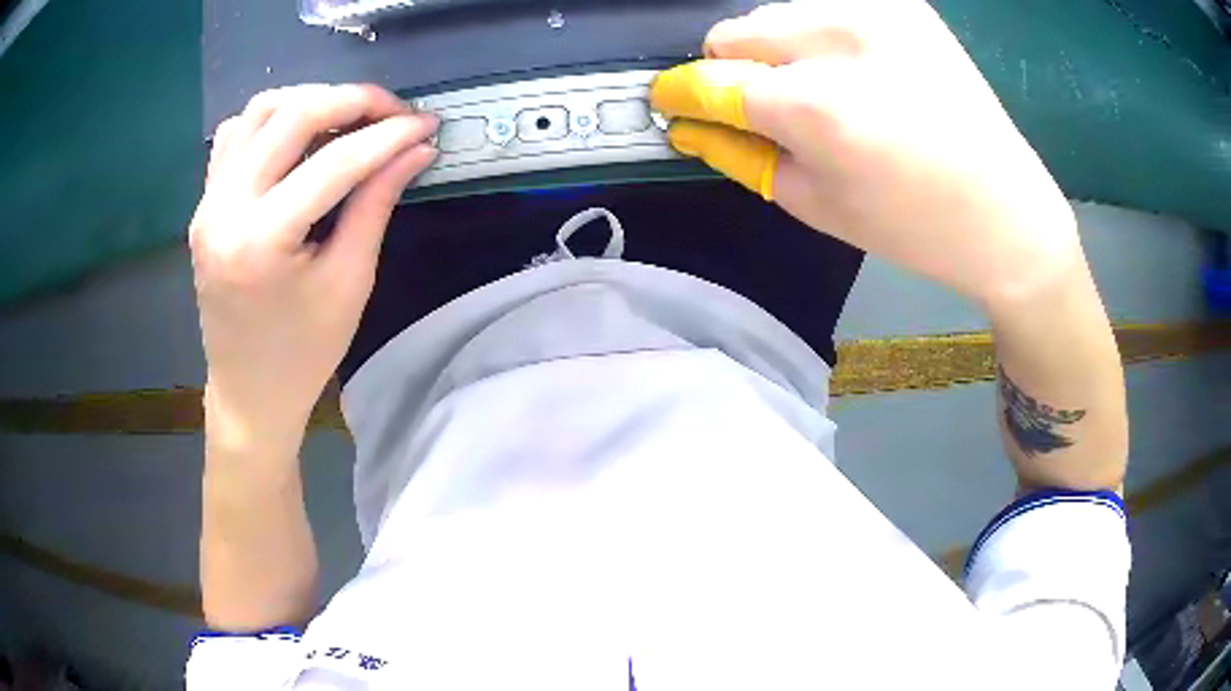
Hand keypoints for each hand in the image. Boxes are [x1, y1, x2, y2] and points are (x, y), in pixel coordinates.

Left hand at [191, 84, 437, 452]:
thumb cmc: (302, 353)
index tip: (426, 125)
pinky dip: (272, 119)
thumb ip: (377, 203)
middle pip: (291, 114)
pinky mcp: (205, 203)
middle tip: (392, 111)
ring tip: (349, 118)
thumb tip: (416, 148)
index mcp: (261, 241)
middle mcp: (224, 209)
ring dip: (310, 100)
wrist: (248, 392)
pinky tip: (299, 135)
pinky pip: (235, 135)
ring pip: (259, 111)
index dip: (388, 136)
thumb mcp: (349, 282)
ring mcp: (208, 202)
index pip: (335, 161)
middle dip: (351, 100)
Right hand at [651, 2, 1084, 306]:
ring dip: (779, 52)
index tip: (674, 105)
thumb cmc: (914, 228)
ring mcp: (876, 11)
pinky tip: (861, 75)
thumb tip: (689, 123)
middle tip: (774, 111)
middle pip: (735, 32)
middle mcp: (839, 39)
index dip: (682, 95)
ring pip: (776, 14)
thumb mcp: (816, 205)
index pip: (709, 79)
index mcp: (816, 105)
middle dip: (737, 72)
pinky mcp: (903, 4)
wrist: (1008, 213)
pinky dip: (822, 40)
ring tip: (828, 94)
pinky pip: (825, 10)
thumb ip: (741, 154)